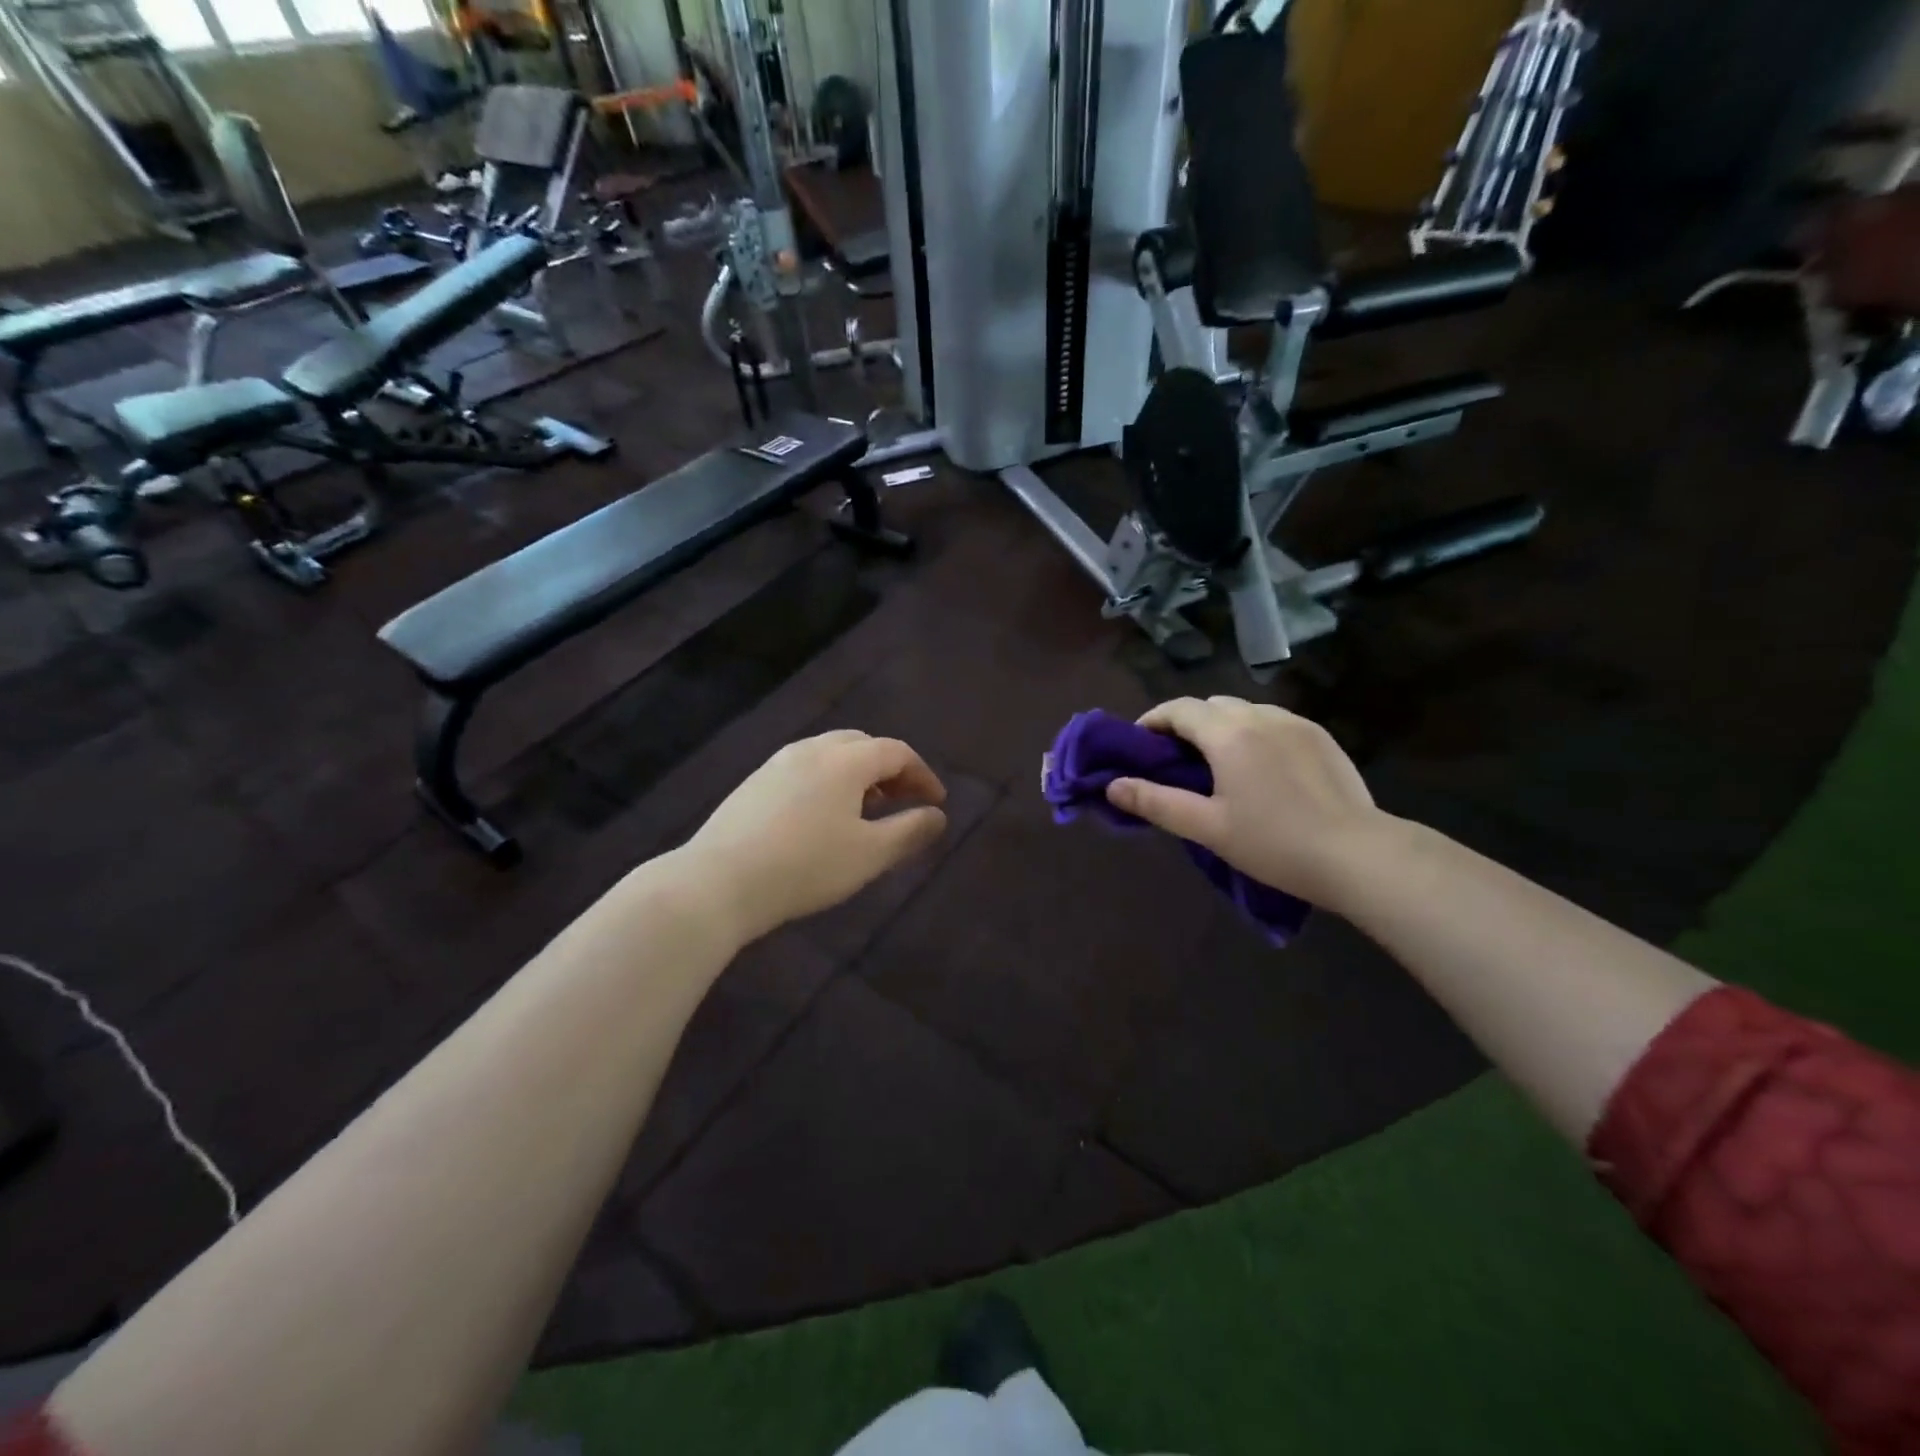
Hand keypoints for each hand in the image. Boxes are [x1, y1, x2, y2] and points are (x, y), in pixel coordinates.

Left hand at [679, 731, 948, 942]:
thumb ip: (909, 832)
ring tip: (867, 810)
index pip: (896, 752)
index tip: (936, 803)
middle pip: (863, 744)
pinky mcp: (755, 782)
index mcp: (845, 760)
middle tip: (904, 800)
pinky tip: (824, 816)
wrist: (719, 881)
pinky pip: (805, 768)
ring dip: (858, 774)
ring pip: (831, 754)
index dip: (923, 774)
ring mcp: (778, 763)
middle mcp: (812, 749)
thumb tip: (937, 816)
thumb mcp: (869, 855)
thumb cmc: (805, 866)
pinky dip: (829, 781)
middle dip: (890, 769)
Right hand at [1106, 697, 1387, 907]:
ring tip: (1218, 763)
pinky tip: (1260, 767)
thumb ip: (1155, 802)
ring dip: (1222, 726)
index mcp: (1228, 734)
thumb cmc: (1273, 842)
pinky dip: (1253, 733)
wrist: (1357, 854)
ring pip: (1245, 710)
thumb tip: (1112, 786)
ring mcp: (1295, 723)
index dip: (1153, 721)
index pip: (1178, 709)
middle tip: (1176, 759)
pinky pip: (1274, 722)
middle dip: (1187, 723)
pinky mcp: (1320, 736)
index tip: (1140, 744)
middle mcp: (1260, 716)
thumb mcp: (1206, 827)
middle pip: (1211, 705)